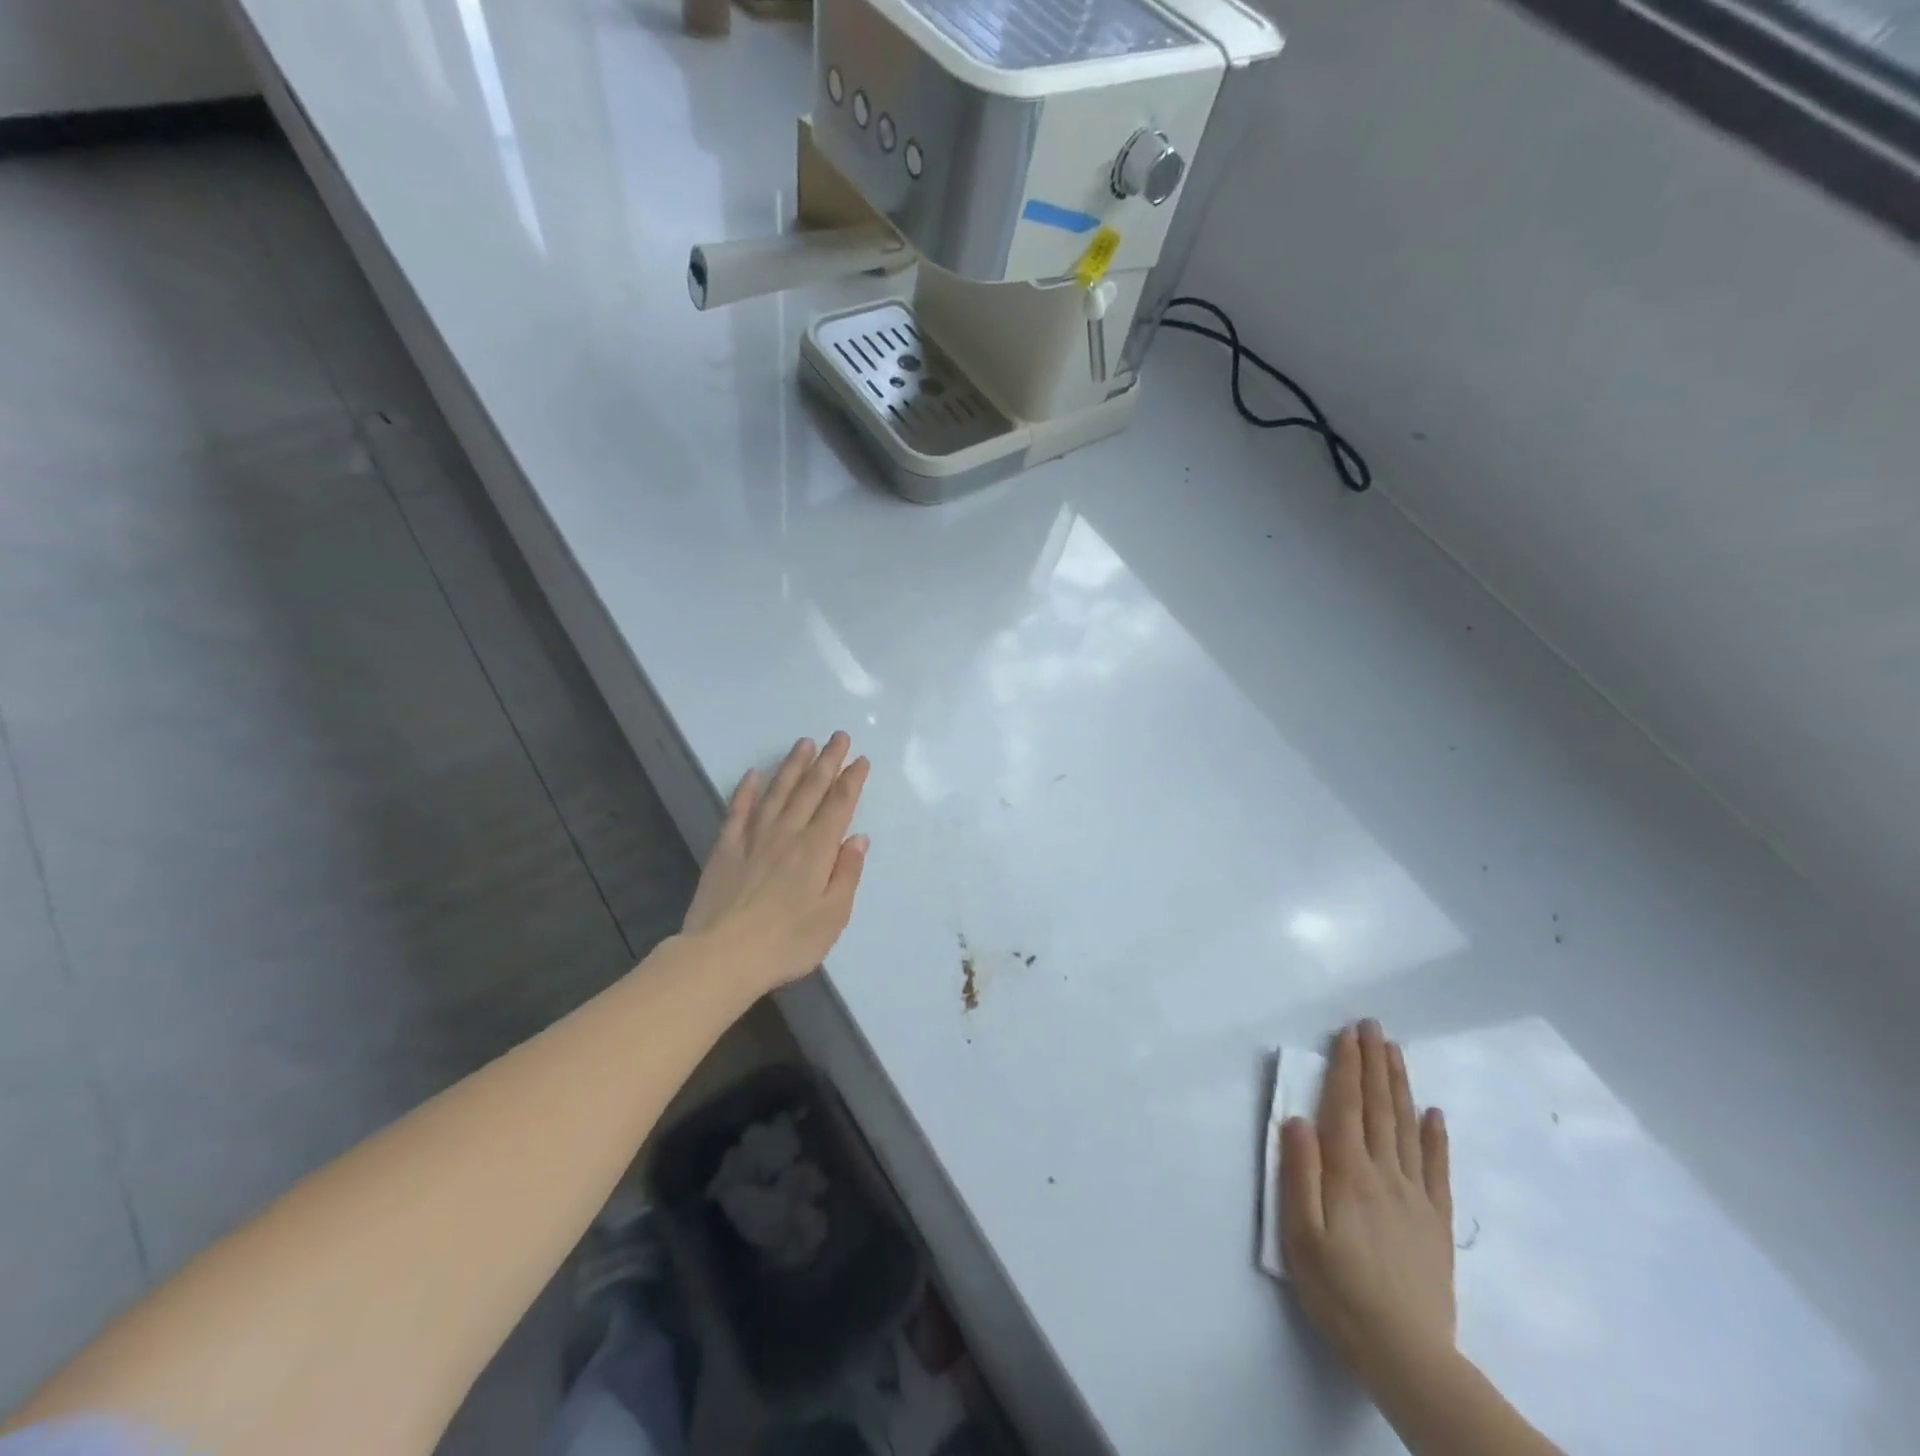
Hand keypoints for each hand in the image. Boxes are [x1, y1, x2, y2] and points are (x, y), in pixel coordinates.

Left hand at [682, 733, 870, 996]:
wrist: (722, 955)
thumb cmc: (787, 941)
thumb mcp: (833, 915)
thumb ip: (847, 873)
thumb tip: (857, 838)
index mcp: (817, 850)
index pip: (839, 805)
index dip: (851, 780)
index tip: (860, 759)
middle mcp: (787, 834)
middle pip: (810, 790)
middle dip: (827, 761)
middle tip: (838, 736)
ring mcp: (753, 838)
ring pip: (777, 792)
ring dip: (792, 766)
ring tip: (804, 743)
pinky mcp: (725, 849)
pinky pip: (738, 811)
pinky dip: (746, 790)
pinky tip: (753, 774)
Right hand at [1281, 1020, 1455, 1394]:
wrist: (1407, 1355)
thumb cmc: (1339, 1292)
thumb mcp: (1300, 1235)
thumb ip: (1299, 1173)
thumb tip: (1298, 1119)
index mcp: (1348, 1174)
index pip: (1346, 1107)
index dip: (1346, 1067)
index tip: (1347, 1034)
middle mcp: (1384, 1174)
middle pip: (1379, 1108)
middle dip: (1374, 1063)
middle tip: (1373, 1026)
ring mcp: (1415, 1197)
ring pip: (1407, 1128)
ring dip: (1400, 1085)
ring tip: (1395, 1052)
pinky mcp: (1435, 1223)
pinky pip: (1437, 1169)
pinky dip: (1436, 1137)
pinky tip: (1434, 1113)